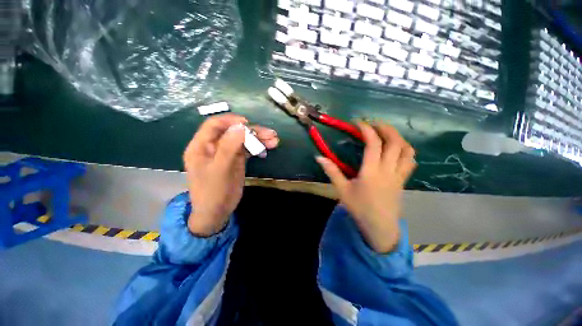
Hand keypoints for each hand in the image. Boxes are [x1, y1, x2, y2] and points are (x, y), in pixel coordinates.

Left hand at [184, 114, 278, 236]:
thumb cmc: (213, 192)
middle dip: (252, 131)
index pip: (214, 125)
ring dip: (259, 139)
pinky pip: (248, 149)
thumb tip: (240, 126)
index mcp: (201, 146)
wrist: (217, 213)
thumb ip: (228, 147)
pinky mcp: (237, 160)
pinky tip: (268, 148)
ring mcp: (227, 153)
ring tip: (274, 140)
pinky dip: (258, 147)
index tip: (248, 124)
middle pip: (233, 132)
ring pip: (243, 140)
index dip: (231, 121)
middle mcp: (214, 146)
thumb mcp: (220, 170)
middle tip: (270, 134)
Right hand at [316, 122, 415, 252]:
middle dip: (386, 128)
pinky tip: (396, 149)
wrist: (379, 227)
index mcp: (371, 172)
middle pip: (395, 142)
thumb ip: (332, 172)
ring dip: (398, 137)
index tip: (359, 122)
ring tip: (387, 133)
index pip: (373, 144)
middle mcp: (388, 170)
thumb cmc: (359, 208)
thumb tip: (319, 157)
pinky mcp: (403, 180)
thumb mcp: (342, 190)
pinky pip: (410, 161)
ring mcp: (398, 175)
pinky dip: (405, 150)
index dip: (367, 129)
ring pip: (407, 150)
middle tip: (375, 123)